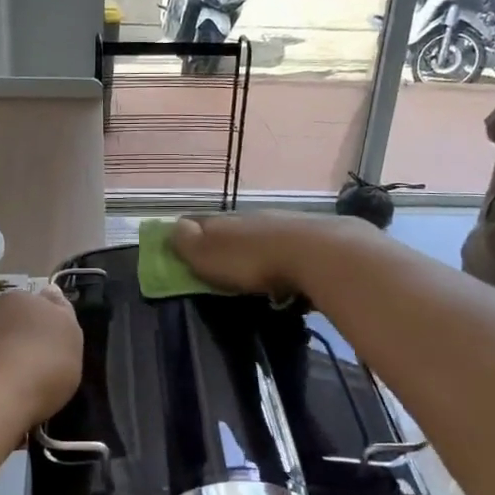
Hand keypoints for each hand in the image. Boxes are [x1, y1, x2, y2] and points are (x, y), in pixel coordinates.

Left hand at [0, 286, 82, 433]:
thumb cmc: (40, 367)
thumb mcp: (70, 336)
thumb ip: (61, 312)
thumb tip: (49, 292)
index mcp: (18, 300)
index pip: (37, 305)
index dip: (47, 327)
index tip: (56, 351)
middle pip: (11, 328)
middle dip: (22, 346)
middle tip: (39, 374)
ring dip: (0, 366)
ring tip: (16, 397)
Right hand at [168, 211, 365, 298]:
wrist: (321, 255)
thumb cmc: (255, 260)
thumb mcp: (210, 254)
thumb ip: (189, 243)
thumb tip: (173, 227)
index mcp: (226, 221)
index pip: (200, 223)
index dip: (190, 235)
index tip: (183, 248)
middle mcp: (256, 218)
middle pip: (235, 229)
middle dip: (226, 244)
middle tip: (220, 266)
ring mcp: (288, 226)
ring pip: (265, 237)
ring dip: (258, 252)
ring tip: (255, 274)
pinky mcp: (317, 242)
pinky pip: (292, 251)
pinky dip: (285, 262)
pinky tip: (288, 277)